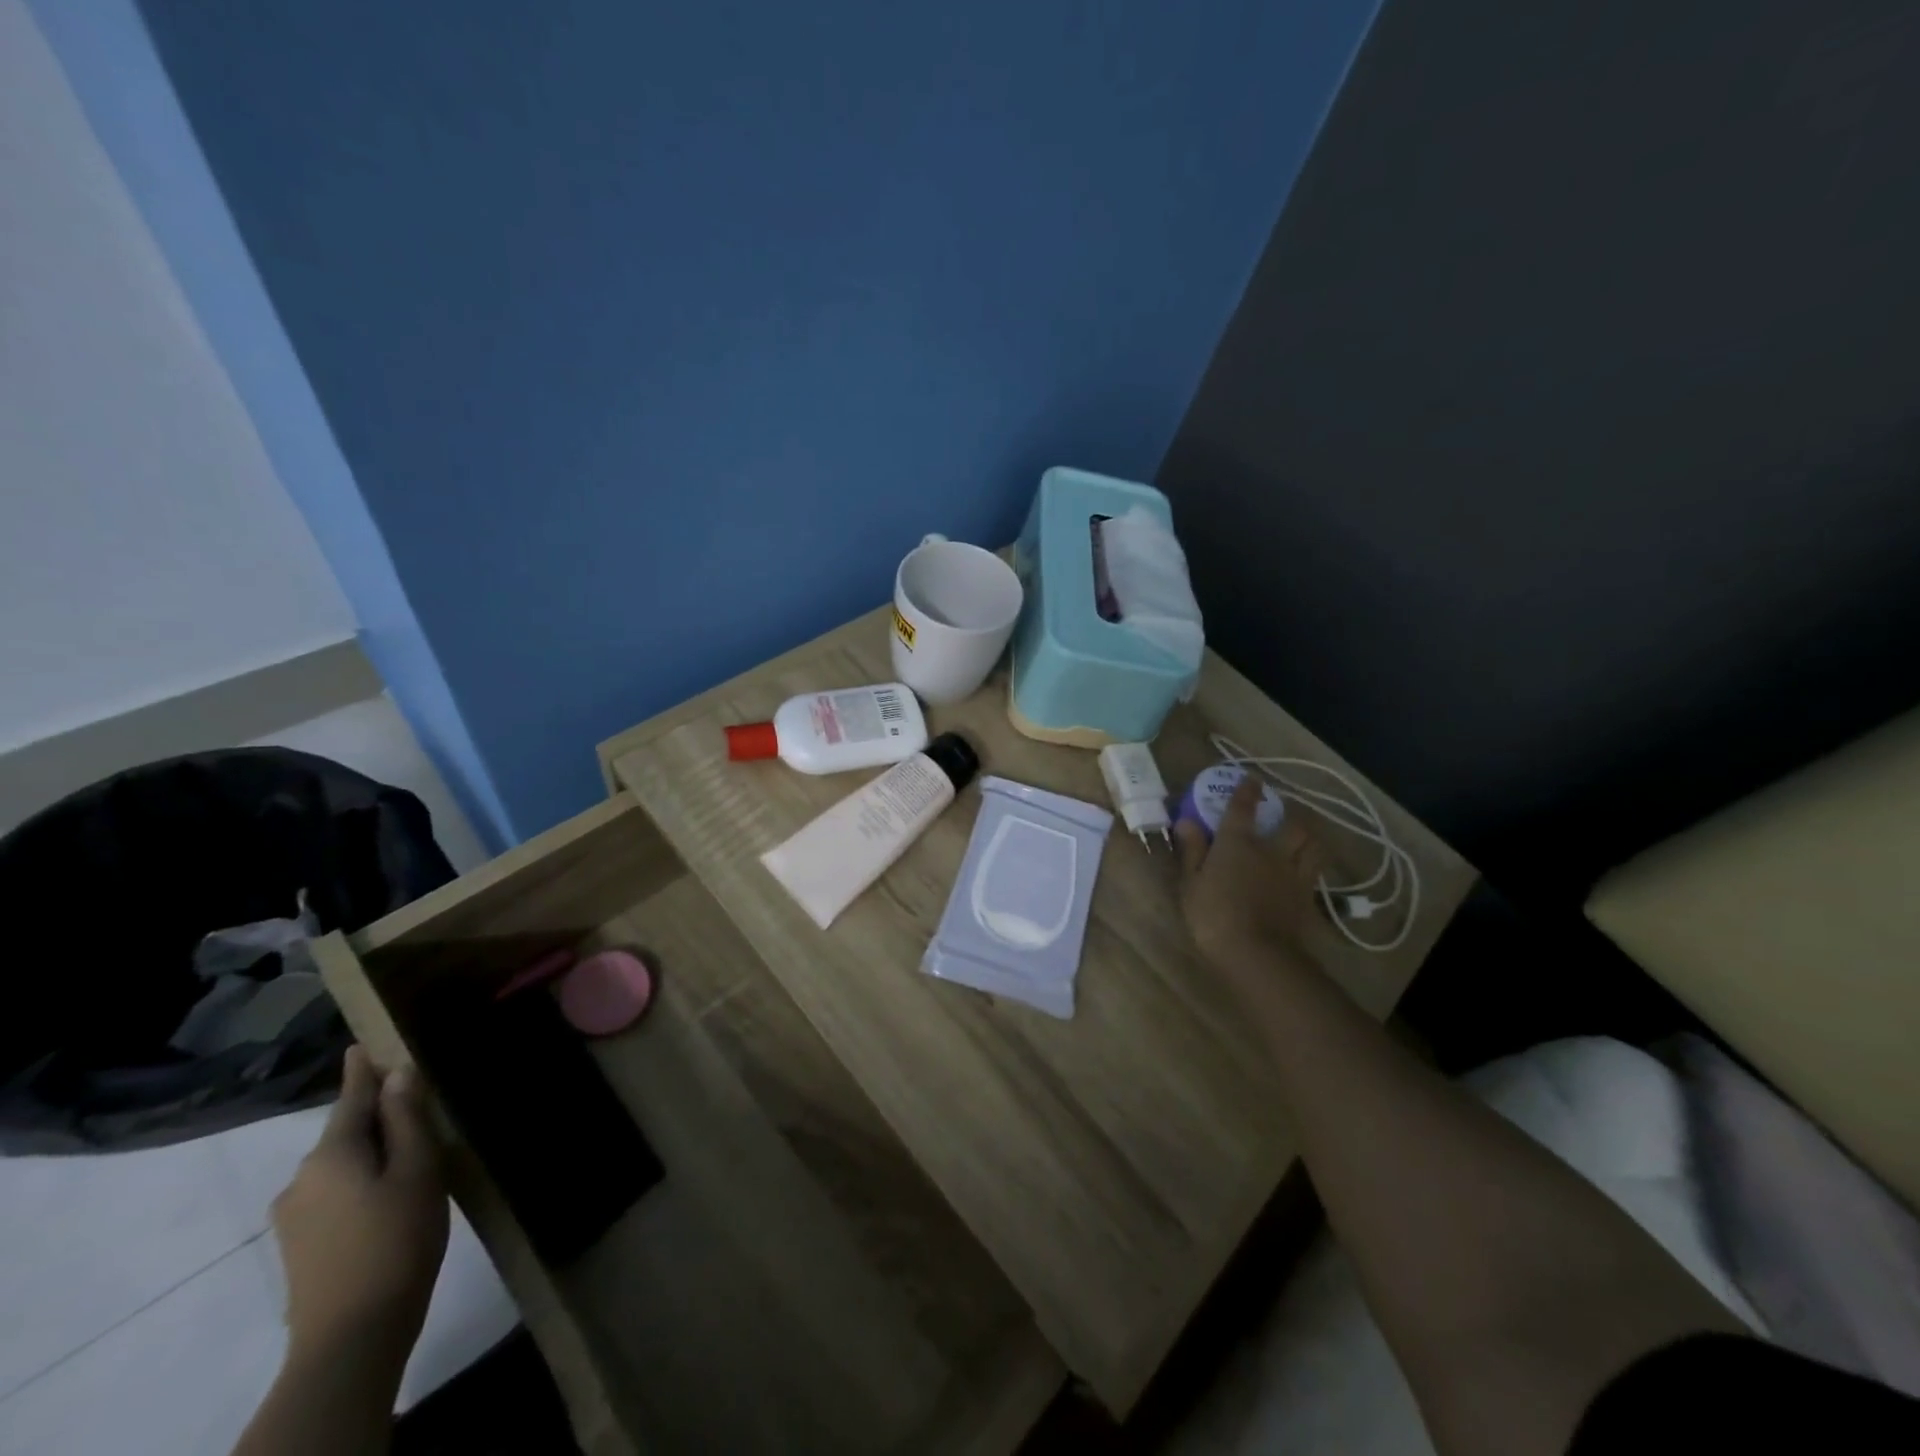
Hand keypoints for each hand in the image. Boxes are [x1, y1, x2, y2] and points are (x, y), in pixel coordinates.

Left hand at [272, 1046, 449, 1363]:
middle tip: (421, 1104)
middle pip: (346, 1131)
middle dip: (378, 1115)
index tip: (365, 1042)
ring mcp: (294, 1215)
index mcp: (331, 1153)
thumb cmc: (396, 1239)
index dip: (363, 1069)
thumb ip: (407, 1119)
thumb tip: (399, 1073)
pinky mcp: (299, 1245)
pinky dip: (362, 1180)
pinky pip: (335, 1192)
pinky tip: (391, 1195)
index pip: (352, 1096)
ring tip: (415, 1154)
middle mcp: (302, 1177)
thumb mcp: (417, 1170)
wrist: (352, 1336)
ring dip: (373, 1151)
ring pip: (342, 1164)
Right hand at [1176, 773, 1324, 967]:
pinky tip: (1306, 872)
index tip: (1252, 779)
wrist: (1256, 953)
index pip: (1243, 807)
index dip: (1248, 791)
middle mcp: (1271, 851)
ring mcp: (1294, 875)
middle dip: (1291, 815)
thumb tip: (1186, 820)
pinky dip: (1312, 868)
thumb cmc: (1213, 914)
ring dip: (1310, 837)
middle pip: (1293, 825)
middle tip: (1285, 815)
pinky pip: (1316, 874)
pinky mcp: (1307, 899)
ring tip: (1304, 838)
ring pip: (1313, 846)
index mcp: (1238, 842)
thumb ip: (1192, 850)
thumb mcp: (1191, 883)